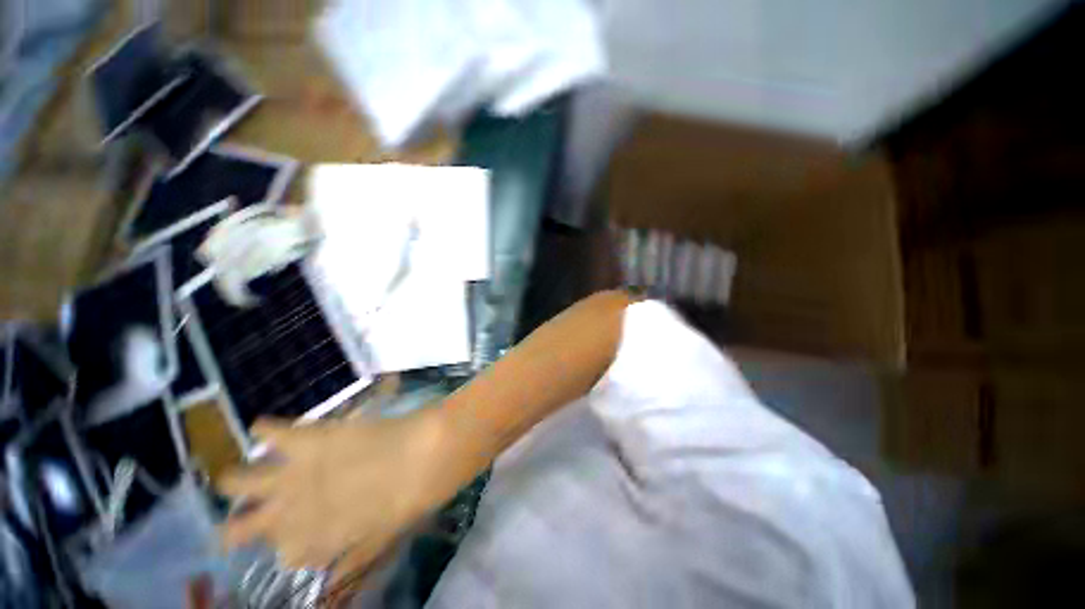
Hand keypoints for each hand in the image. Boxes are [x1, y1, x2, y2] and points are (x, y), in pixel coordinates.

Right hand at [220, 413, 452, 575]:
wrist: (425, 456)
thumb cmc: (410, 500)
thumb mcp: (382, 538)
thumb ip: (353, 559)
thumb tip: (331, 580)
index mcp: (315, 541)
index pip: (286, 555)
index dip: (291, 547)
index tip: (296, 540)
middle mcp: (293, 513)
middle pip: (243, 528)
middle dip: (237, 528)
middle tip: (240, 520)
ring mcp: (297, 474)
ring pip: (240, 483)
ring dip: (236, 481)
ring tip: (232, 477)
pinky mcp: (310, 439)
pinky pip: (274, 432)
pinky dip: (266, 429)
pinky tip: (262, 427)